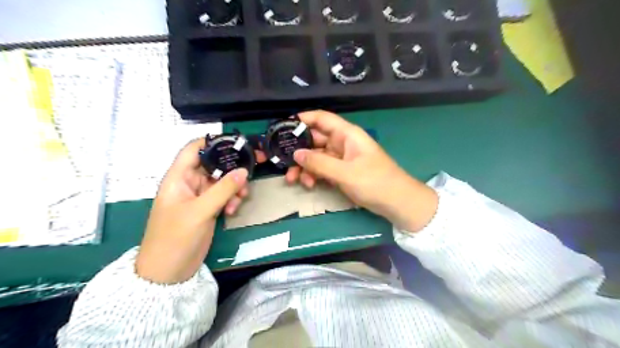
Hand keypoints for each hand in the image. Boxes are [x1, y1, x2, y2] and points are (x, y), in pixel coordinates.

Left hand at [135, 139, 247, 285]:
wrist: (169, 272)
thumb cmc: (175, 237)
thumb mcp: (200, 211)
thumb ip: (223, 189)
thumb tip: (244, 171)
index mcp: (179, 177)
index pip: (194, 149)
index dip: (213, 142)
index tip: (237, 143)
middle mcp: (189, 183)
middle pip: (213, 165)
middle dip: (232, 167)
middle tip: (253, 169)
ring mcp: (199, 197)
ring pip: (222, 181)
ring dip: (234, 186)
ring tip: (242, 197)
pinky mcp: (207, 209)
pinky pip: (224, 196)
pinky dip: (232, 199)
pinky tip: (234, 209)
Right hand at [287, 110, 437, 232]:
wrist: (396, 202)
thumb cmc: (374, 182)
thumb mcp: (345, 173)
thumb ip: (319, 163)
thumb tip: (296, 154)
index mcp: (347, 134)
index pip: (322, 119)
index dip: (303, 118)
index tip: (283, 125)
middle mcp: (342, 143)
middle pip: (315, 140)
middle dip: (298, 150)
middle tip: (282, 161)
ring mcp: (342, 158)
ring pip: (317, 157)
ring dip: (304, 166)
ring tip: (293, 179)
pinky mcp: (342, 172)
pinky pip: (323, 169)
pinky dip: (314, 175)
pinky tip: (308, 184)